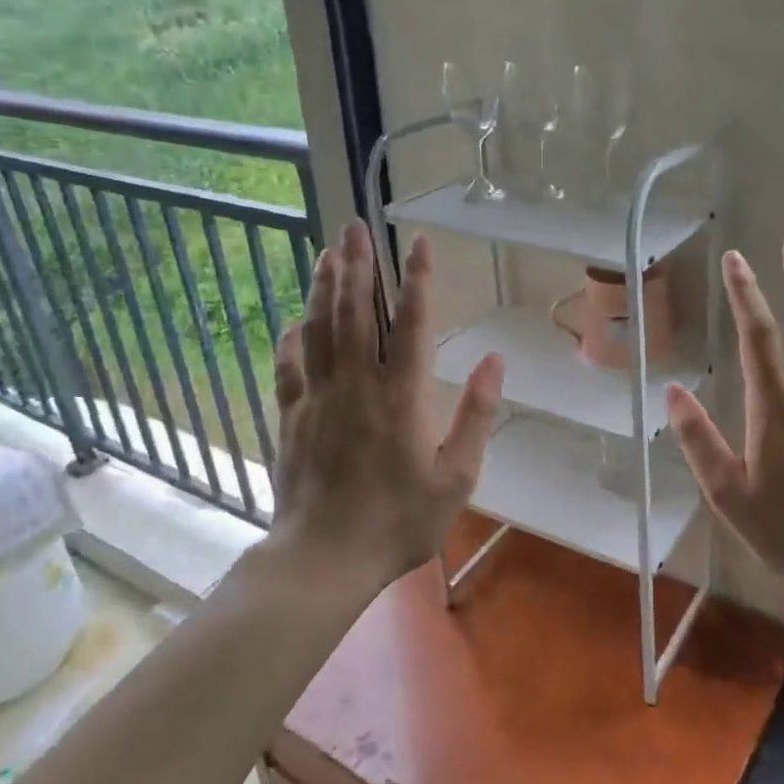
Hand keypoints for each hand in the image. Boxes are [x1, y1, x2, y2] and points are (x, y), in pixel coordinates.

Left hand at [271, 221, 503, 590]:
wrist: (325, 557)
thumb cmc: (399, 520)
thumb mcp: (457, 476)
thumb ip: (476, 415)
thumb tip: (494, 361)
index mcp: (401, 396)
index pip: (410, 322)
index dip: (416, 278)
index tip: (417, 241)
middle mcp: (356, 385)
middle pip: (354, 312)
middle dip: (357, 264)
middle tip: (355, 226)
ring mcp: (318, 398)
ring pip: (318, 329)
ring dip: (323, 287)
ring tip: (327, 252)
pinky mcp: (291, 418)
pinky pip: (289, 367)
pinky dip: (292, 339)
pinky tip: (294, 321)